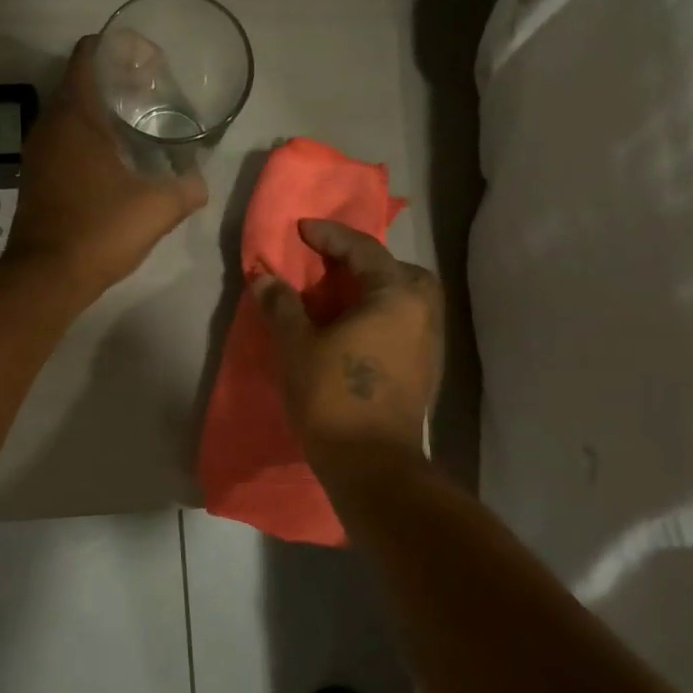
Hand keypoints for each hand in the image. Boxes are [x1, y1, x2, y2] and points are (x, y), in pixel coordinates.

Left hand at [6, 36, 208, 300]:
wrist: (46, 276)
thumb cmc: (99, 230)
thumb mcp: (157, 208)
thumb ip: (187, 188)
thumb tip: (200, 182)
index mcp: (75, 115)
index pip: (89, 54)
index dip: (120, 48)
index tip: (150, 62)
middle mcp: (50, 125)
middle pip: (81, 81)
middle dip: (117, 81)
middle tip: (154, 93)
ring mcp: (38, 152)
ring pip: (71, 114)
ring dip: (102, 112)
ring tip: (140, 126)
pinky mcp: (36, 177)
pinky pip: (64, 141)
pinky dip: (88, 138)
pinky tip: (116, 161)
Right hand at [254, 219, 441, 457]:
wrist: (371, 462)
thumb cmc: (332, 396)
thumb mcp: (297, 345)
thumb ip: (282, 305)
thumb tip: (264, 276)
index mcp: (395, 295)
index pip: (363, 249)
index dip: (330, 235)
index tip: (302, 229)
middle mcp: (422, 312)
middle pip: (399, 270)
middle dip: (366, 262)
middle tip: (332, 267)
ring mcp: (429, 343)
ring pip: (407, 299)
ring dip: (377, 291)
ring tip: (342, 300)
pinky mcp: (425, 371)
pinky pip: (405, 325)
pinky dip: (383, 317)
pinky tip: (356, 333)